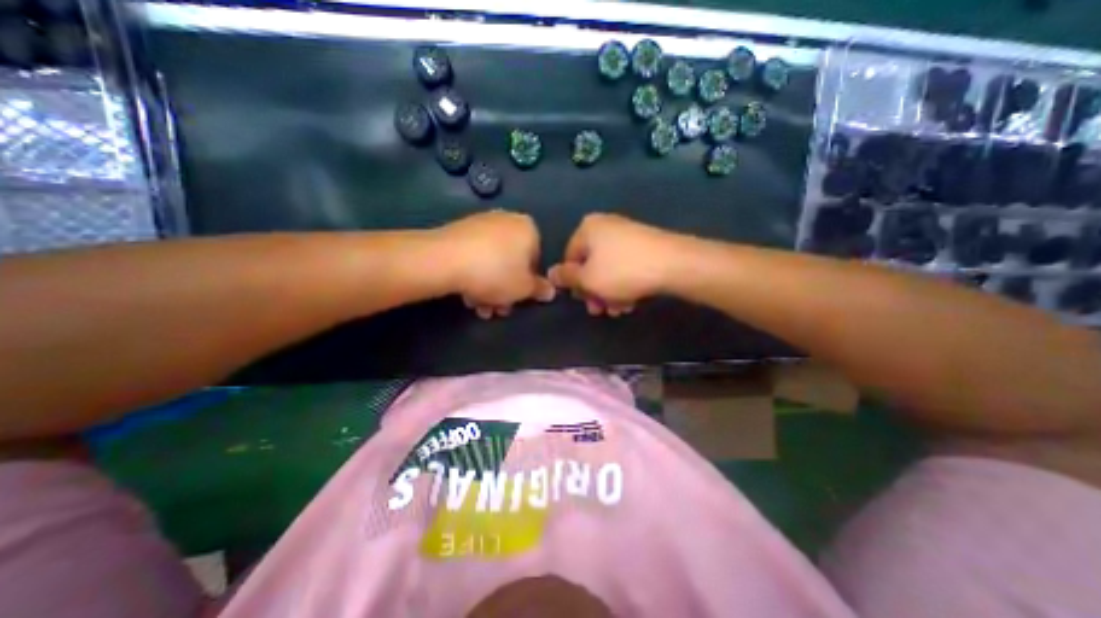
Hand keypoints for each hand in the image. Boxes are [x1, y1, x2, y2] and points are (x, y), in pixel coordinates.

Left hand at [435, 213, 555, 317]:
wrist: (445, 260)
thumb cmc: (496, 273)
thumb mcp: (524, 288)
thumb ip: (540, 290)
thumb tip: (550, 291)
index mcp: (528, 229)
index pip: (535, 260)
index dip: (527, 284)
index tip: (517, 299)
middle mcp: (507, 220)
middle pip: (512, 262)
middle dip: (505, 290)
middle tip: (497, 309)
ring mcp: (481, 224)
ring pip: (492, 262)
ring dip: (489, 288)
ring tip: (479, 307)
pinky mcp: (459, 231)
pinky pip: (475, 256)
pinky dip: (474, 275)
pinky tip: (467, 294)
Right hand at [549, 212, 680, 318]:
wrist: (673, 264)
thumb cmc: (621, 271)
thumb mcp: (587, 278)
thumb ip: (566, 277)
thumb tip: (551, 273)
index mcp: (588, 229)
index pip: (569, 258)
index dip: (573, 282)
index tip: (582, 300)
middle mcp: (606, 227)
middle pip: (591, 264)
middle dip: (593, 291)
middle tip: (599, 310)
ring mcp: (628, 235)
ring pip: (609, 269)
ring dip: (609, 293)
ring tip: (617, 310)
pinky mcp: (645, 245)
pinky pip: (626, 267)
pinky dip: (624, 285)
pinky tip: (630, 303)